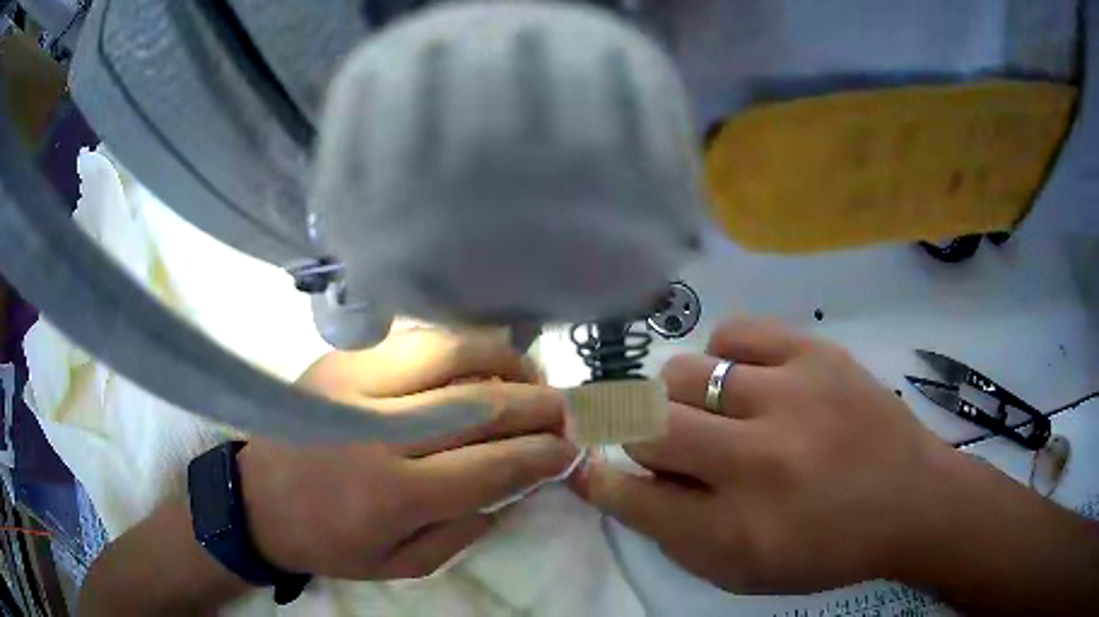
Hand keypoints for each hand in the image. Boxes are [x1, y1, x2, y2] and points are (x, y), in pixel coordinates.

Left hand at [240, 328, 576, 579]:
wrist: (257, 497)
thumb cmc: (329, 541)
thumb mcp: (403, 564)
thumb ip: (467, 529)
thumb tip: (517, 483)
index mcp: (394, 495)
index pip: (492, 465)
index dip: (541, 455)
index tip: (570, 449)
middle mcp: (378, 430)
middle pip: (480, 403)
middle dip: (537, 405)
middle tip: (564, 411)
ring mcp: (356, 382)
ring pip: (451, 351)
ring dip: (505, 362)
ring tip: (530, 378)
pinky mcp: (342, 358)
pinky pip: (417, 339)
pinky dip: (462, 347)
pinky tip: (480, 362)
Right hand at [573, 317, 961, 592]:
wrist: (910, 499)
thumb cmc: (826, 549)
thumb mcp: (745, 571)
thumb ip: (677, 534)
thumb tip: (624, 482)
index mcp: (736, 532)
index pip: (634, 498)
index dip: (601, 480)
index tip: (589, 465)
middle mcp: (757, 463)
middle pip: (649, 427)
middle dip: (643, 439)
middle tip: (671, 446)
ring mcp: (789, 398)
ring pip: (683, 375)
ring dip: (683, 400)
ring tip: (716, 413)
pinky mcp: (815, 353)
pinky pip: (733, 334)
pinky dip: (724, 358)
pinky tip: (744, 380)